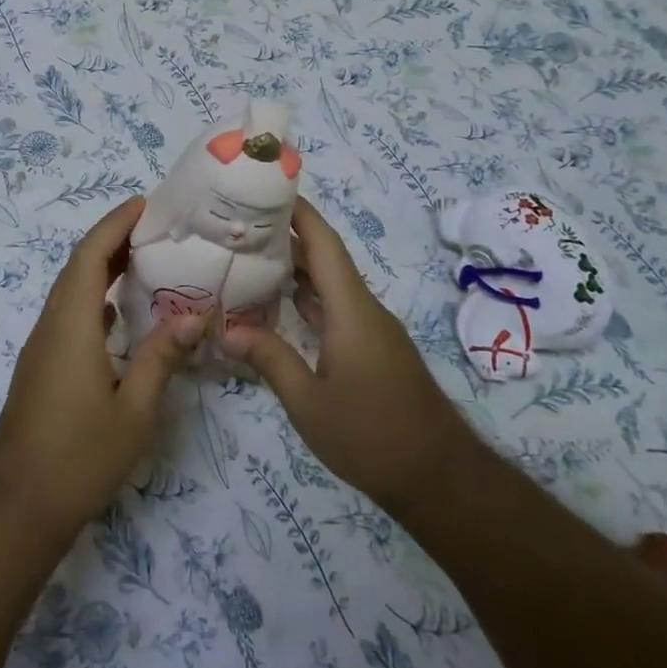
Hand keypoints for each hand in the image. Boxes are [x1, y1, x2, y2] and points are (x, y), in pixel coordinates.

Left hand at [0, 197, 203, 541]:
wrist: (17, 507)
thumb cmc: (79, 458)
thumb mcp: (134, 411)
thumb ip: (161, 358)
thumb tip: (193, 316)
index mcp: (71, 326)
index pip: (90, 257)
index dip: (114, 225)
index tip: (143, 204)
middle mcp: (51, 327)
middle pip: (77, 267)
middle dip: (110, 239)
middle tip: (152, 226)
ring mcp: (41, 348)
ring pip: (70, 291)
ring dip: (101, 267)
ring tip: (142, 259)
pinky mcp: (41, 367)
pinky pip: (67, 315)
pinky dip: (93, 299)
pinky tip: (118, 313)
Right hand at [221, 197, 472, 514]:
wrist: (440, 478)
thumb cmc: (372, 436)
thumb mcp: (308, 403)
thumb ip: (269, 360)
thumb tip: (227, 330)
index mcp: (351, 310)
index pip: (324, 244)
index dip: (298, 212)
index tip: (265, 189)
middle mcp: (364, 309)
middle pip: (324, 259)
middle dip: (285, 237)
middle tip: (237, 227)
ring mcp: (370, 330)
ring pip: (329, 286)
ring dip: (294, 269)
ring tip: (247, 258)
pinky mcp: (372, 349)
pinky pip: (335, 310)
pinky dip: (305, 300)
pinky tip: (276, 306)